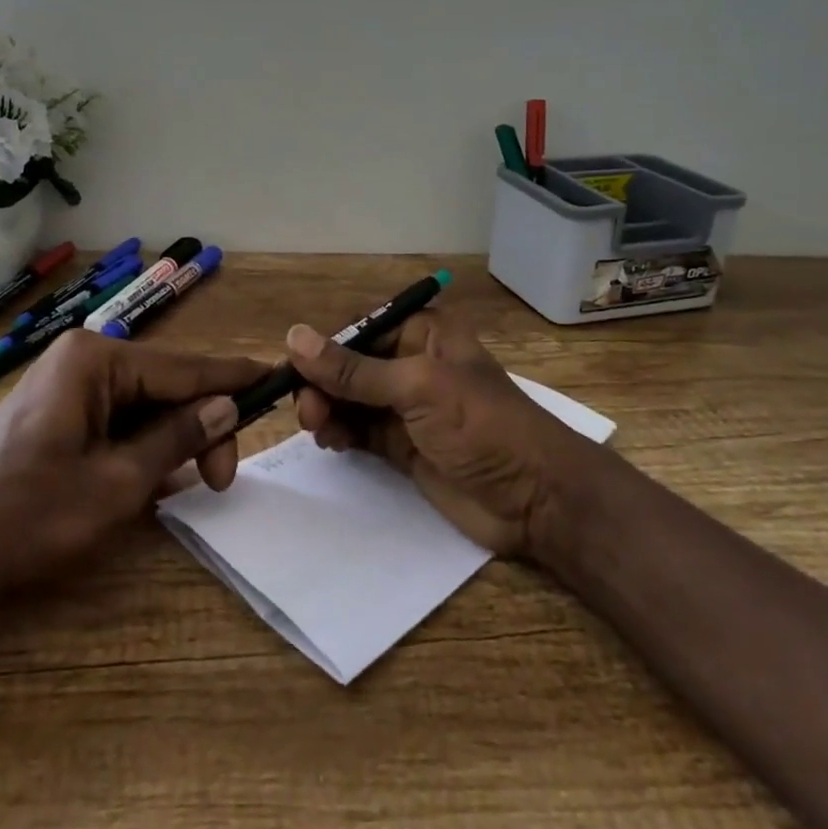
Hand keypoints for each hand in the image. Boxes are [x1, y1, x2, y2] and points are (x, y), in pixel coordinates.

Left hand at [0, 331, 268, 599]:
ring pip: (145, 408)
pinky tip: (158, 480)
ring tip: (196, 483)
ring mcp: (68, 388)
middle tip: (220, 480)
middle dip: (199, 427)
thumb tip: (228, 406)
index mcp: (97, 360)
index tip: (278, 379)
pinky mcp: (58, 417)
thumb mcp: (118, 482)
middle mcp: (84, 361)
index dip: (233, 379)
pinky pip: (118, 424)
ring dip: (172, 443)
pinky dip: (143, 450)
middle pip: (166, 387)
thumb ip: (178, 437)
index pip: (184, 367)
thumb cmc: (27, 514)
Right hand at [287, 310, 583, 554]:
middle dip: (323, 384)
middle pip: (349, 366)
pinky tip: (332, 442)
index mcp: (423, 333)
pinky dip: (340, 433)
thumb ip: (353, 369)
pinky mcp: (402, 444)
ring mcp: (407, 407)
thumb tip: (293, 336)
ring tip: (318, 428)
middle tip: (307, 412)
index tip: (293, 373)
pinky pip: (359, 430)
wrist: (534, 498)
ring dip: (327, 409)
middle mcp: (412, 363)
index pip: (359, 330)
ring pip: (349, 399)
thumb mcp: (416, 388)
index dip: (324, 349)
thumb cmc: (481, 425)